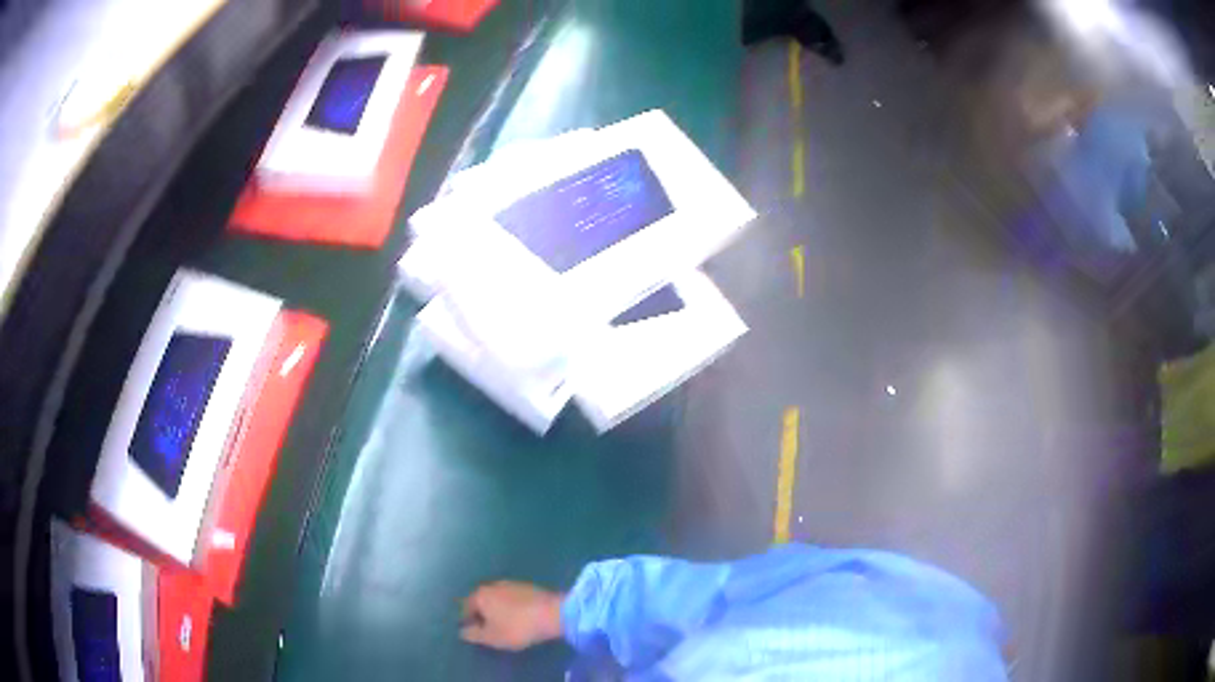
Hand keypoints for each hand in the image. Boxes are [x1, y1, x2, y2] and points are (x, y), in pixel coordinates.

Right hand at [460, 581, 564, 650]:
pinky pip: (513, 599)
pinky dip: (511, 608)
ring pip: (498, 599)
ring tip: (503, 625)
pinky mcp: (529, 587)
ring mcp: (512, 584)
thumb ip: (474, 634)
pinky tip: (518, 618)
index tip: (471, 632)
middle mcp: (493, 585)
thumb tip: (462, 631)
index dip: (466, 620)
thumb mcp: (492, 637)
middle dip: (482, 614)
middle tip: (486, 629)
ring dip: (497, 610)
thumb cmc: (517, 627)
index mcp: (480, 595)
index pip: (465, 607)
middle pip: (481, 601)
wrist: (553, 613)